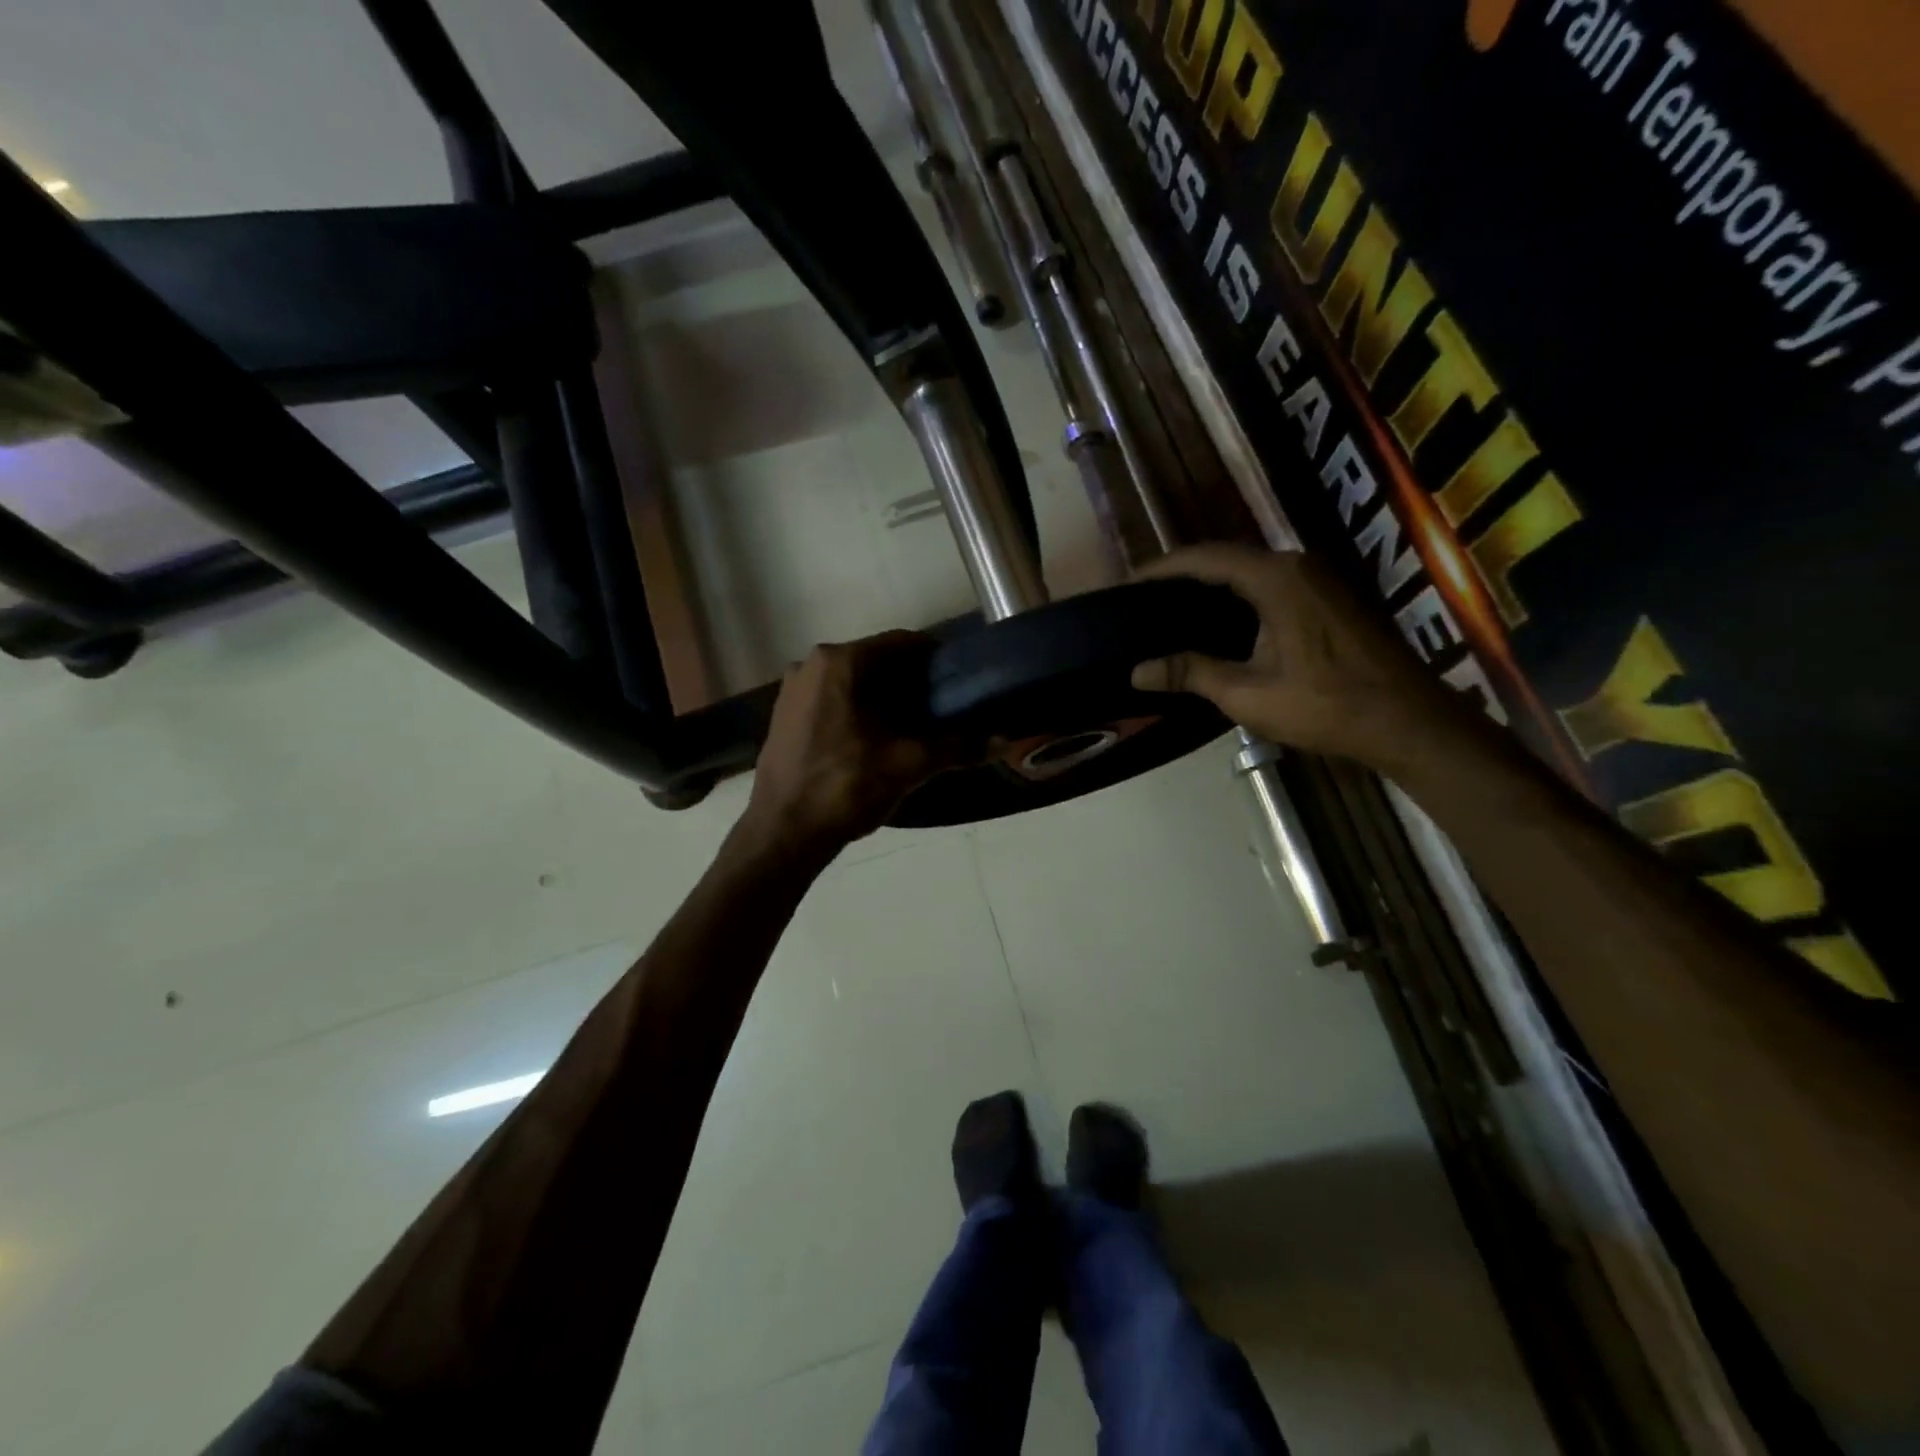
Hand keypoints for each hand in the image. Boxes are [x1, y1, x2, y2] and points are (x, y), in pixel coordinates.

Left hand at [739, 632, 950, 860]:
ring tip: (916, 725)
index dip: (935, 658)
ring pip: (853, 682)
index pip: (901, 643)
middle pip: (876, 662)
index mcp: (839, 662)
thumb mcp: (907, 765)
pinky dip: (858, 710)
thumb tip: (1005, 740)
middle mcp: (810, 664)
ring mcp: (792, 690)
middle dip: (911, 681)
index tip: (960, 677)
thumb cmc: (845, 788)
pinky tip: (877, 739)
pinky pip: (832, 700)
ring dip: (884, 697)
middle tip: (944, 706)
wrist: (782, 834)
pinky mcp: (785, 716)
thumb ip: (958, 747)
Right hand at [1130, 544, 1463, 770]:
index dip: (1163, 568)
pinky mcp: (1331, 599)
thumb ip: (1190, 673)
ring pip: (1251, 571)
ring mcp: (1320, 580)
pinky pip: (1272, 585)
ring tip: (1172, 610)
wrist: (1408, 721)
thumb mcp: (1247, 693)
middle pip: (1228, 558)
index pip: (1205, 558)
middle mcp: (1298, 566)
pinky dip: (1238, 596)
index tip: (1128, 583)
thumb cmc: (1325, 704)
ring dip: (1212, 586)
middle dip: (1183, 575)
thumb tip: (1136, 670)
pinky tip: (1219, 624)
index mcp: (1275, 578)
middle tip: (1145, 599)